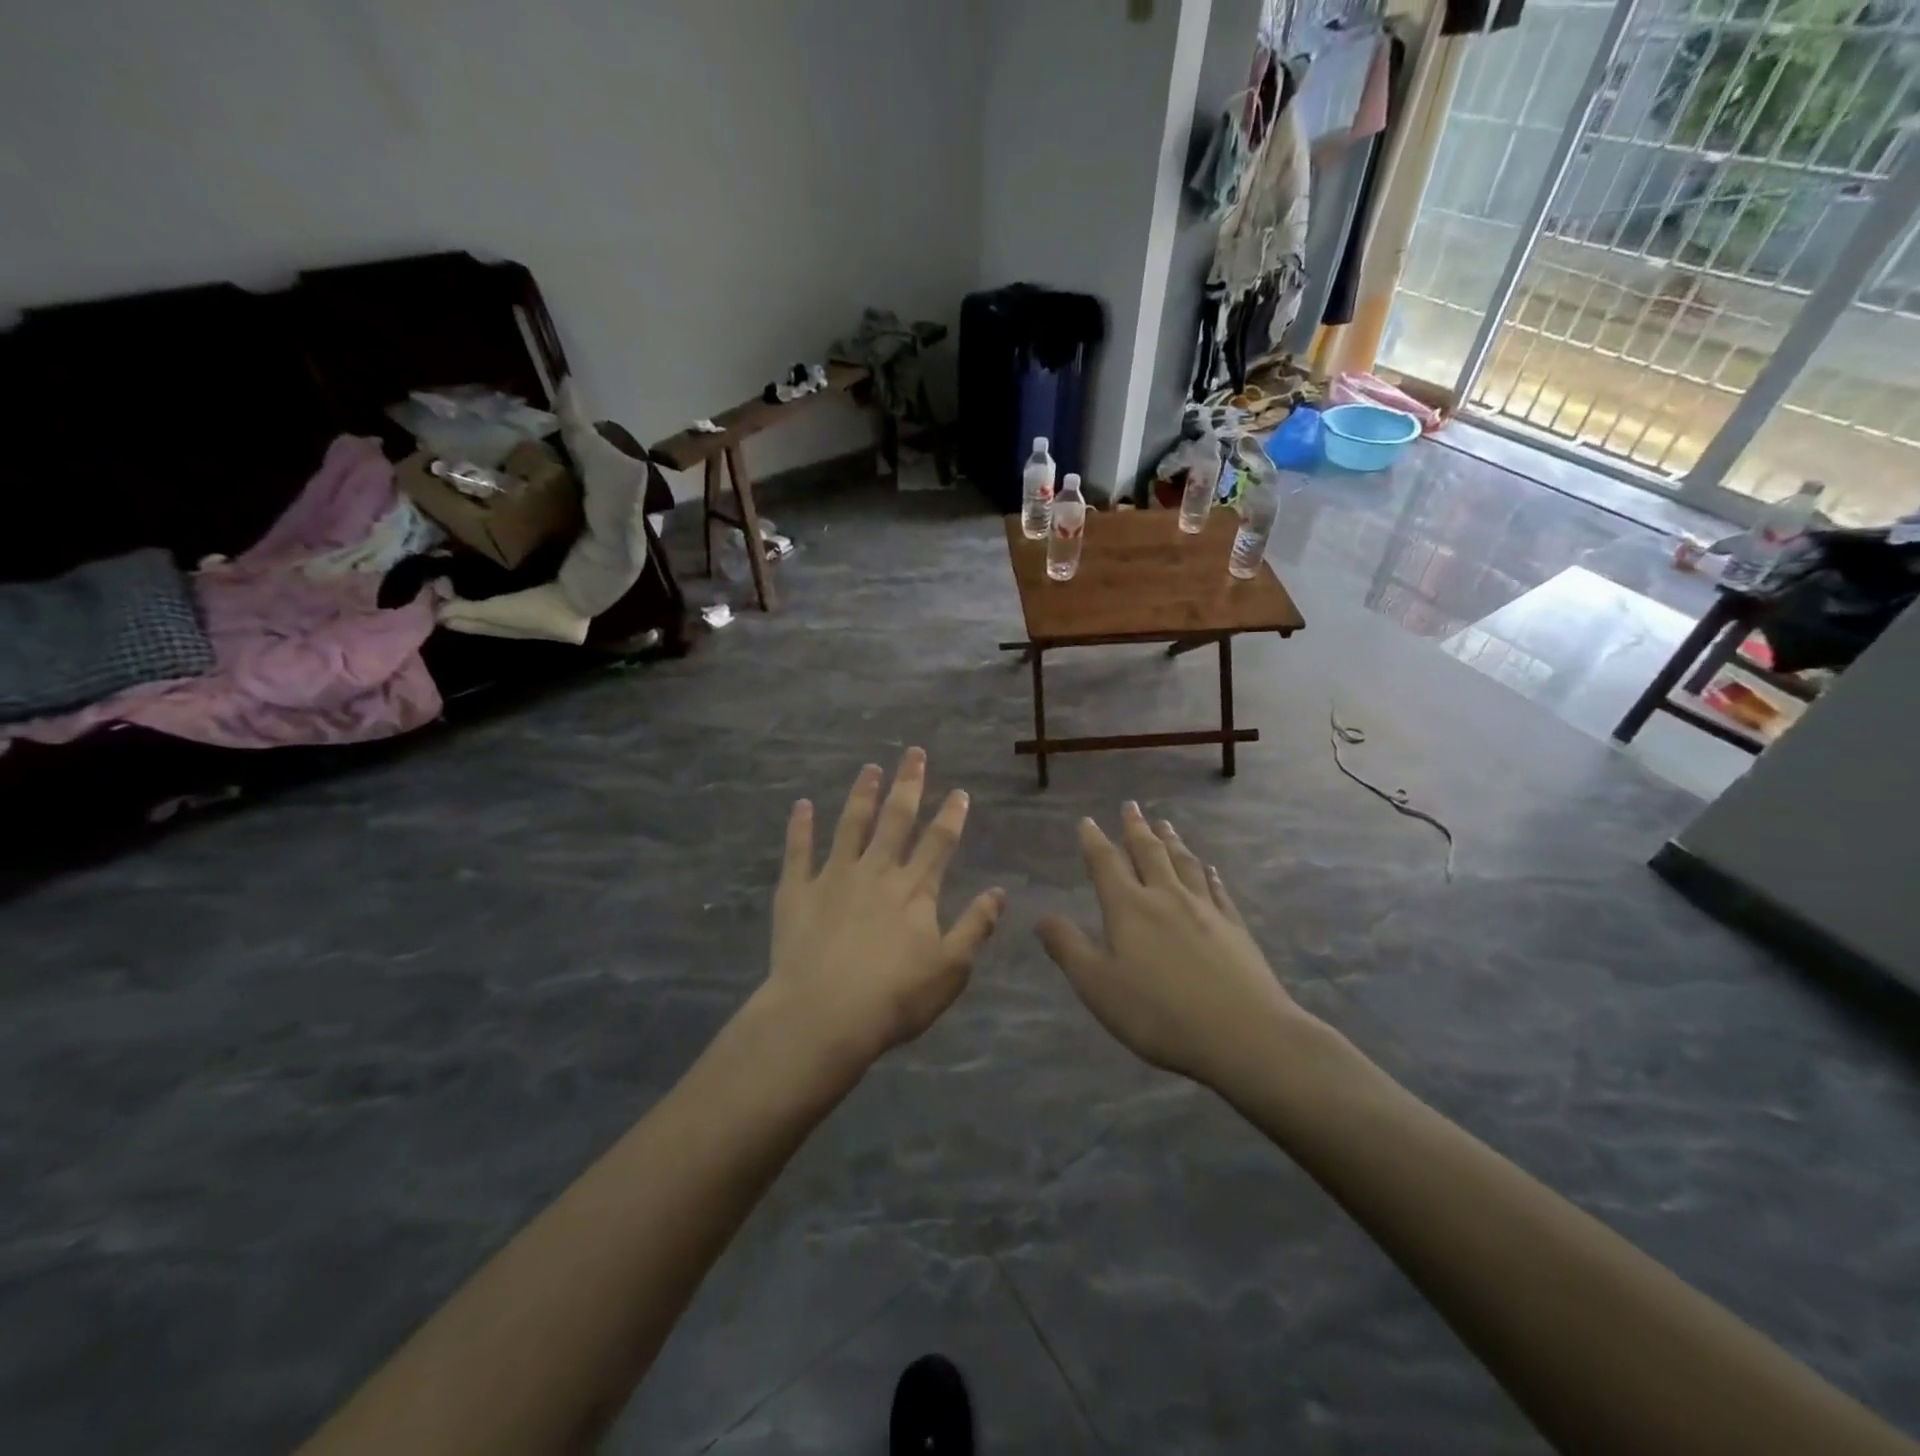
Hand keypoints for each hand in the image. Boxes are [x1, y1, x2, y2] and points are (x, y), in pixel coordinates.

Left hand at [764, 749, 1005, 1071]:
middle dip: (908, 784)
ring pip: (851, 824)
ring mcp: (834, 877)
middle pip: (896, 819)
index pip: (939, 842)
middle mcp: (876, 872)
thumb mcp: (951, 969)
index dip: (952, 815)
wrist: (823, 1016)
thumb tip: (999, 892)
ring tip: (869, 768)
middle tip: (913, 753)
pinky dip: (800, 826)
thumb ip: (976, 927)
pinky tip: (801, 804)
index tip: (960, 791)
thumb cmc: (895, 998)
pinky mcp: (798, 892)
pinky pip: (798, 851)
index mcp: (914, 890)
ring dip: (862, 794)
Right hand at [1037, 803, 1314, 1087]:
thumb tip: (1042, 916)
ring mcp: (1205, 910)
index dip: (1094, 841)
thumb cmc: (1158, 1014)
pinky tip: (1209, 868)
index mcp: (1129, 908)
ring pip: (1184, 863)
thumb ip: (1068, 948)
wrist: (1244, 1035)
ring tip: (1165, 824)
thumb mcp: (1097, 986)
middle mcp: (1166, 897)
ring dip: (1171, 841)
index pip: (1106, 864)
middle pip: (1149, 853)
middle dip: (1136, 828)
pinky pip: (1217, 889)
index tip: (1088, 821)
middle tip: (1131, 806)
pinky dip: (1208, 872)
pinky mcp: (1234, 927)